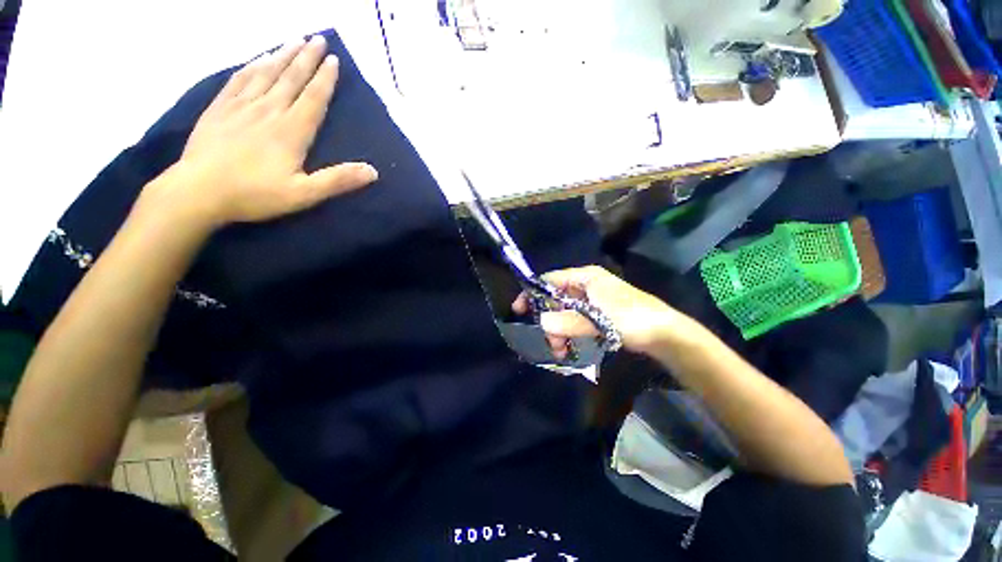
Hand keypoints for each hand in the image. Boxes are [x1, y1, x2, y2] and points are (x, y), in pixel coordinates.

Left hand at [141, 35, 377, 226]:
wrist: (198, 192)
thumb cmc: (255, 194)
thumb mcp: (304, 194)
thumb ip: (338, 180)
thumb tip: (372, 171)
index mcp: (291, 131)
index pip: (313, 98)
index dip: (325, 79)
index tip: (334, 60)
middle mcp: (268, 111)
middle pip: (291, 78)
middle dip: (306, 58)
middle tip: (318, 39)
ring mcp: (241, 106)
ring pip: (266, 73)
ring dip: (282, 55)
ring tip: (294, 39)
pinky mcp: (219, 108)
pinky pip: (239, 79)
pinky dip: (252, 65)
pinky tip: (258, 57)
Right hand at [513, 266, 689, 356]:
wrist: (666, 334)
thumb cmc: (632, 319)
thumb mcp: (599, 320)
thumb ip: (569, 321)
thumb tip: (541, 321)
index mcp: (585, 278)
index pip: (550, 280)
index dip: (532, 293)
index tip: (519, 310)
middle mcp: (586, 285)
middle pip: (556, 299)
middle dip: (549, 321)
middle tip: (551, 343)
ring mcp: (592, 301)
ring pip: (565, 313)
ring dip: (559, 331)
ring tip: (562, 351)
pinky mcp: (598, 314)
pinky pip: (576, 322)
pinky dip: (570, 334)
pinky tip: (571, 348)